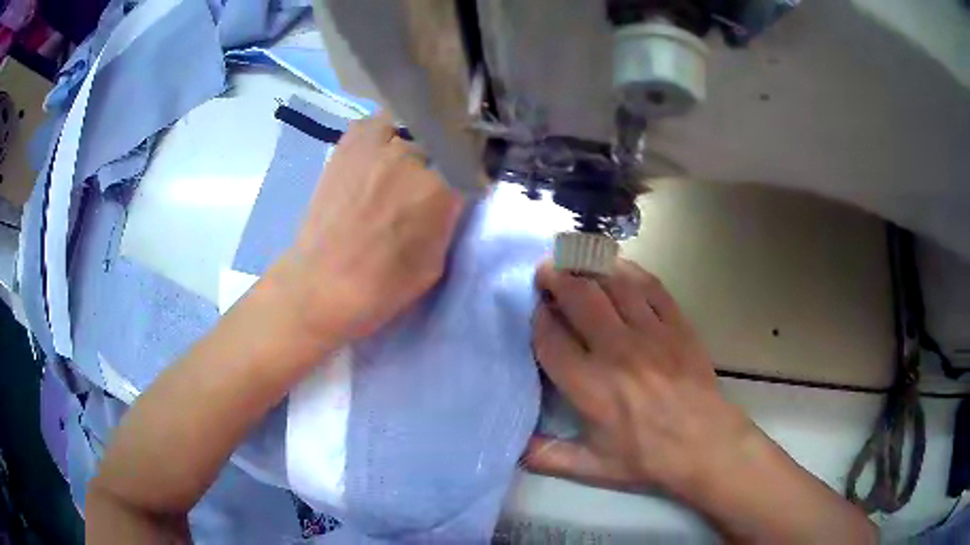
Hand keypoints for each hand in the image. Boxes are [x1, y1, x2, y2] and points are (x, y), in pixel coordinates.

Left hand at [270, 112, 463, 341]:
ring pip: (407, 129)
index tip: (457, 189)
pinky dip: (379, 135)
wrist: (322, 285)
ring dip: (408, 146)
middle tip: (420, 188)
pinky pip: (372, 125)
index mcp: (441, 190)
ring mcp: (377, 147)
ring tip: (397, 167)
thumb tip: (447, 199)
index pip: (467, 167)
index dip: (463, 178)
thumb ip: (446, 221)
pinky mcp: (347, 147)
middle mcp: (412, 158)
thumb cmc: (382, 286)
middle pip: (437, 146)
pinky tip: (375, 154)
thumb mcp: (435, 263)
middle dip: (435, 166)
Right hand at [526, 259, 757, 497]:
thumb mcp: (593, 468)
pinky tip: (618, 268)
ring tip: (576, 261)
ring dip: (590, 266)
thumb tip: (514, 448)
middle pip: (579, 297)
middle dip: (555, 277)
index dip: (537, 317)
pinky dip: (630, 271)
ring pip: (614, 282)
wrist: (705, 443)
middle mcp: (617, 352)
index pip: (551, 338)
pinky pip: (650, 286)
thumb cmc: (647, 457)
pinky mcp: (677, 324)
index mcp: (591, 387)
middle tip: (545, 271)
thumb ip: (548, 457)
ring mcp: (651, 333)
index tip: (535, 309)